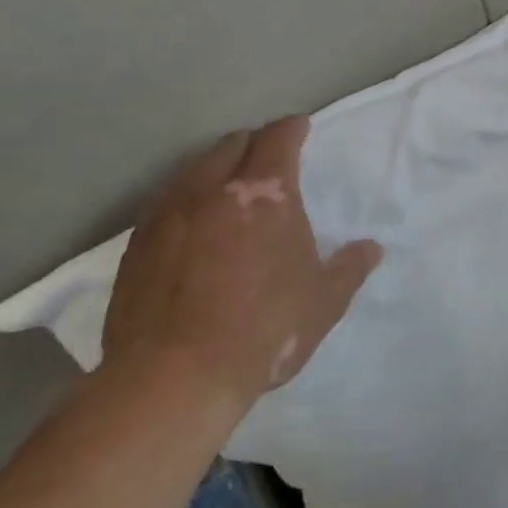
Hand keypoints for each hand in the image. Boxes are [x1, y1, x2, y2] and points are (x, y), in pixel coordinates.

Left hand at [100, 115, 380, 418]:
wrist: (172, 379)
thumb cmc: (264, 330)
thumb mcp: (324, 302)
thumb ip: (350, 268)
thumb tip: (371, 248)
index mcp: (267, 194)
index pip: (279, 138)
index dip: (293, 128)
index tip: (301, 127)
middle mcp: (214, 190)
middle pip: (232, 145)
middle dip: (254, 143)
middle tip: (268, 158)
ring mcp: (168, 216)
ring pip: (193, 169)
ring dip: (216, 167)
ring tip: (228, 187)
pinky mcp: (136, 246)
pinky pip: (165, 203)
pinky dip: (185, 200)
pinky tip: (191, 224)